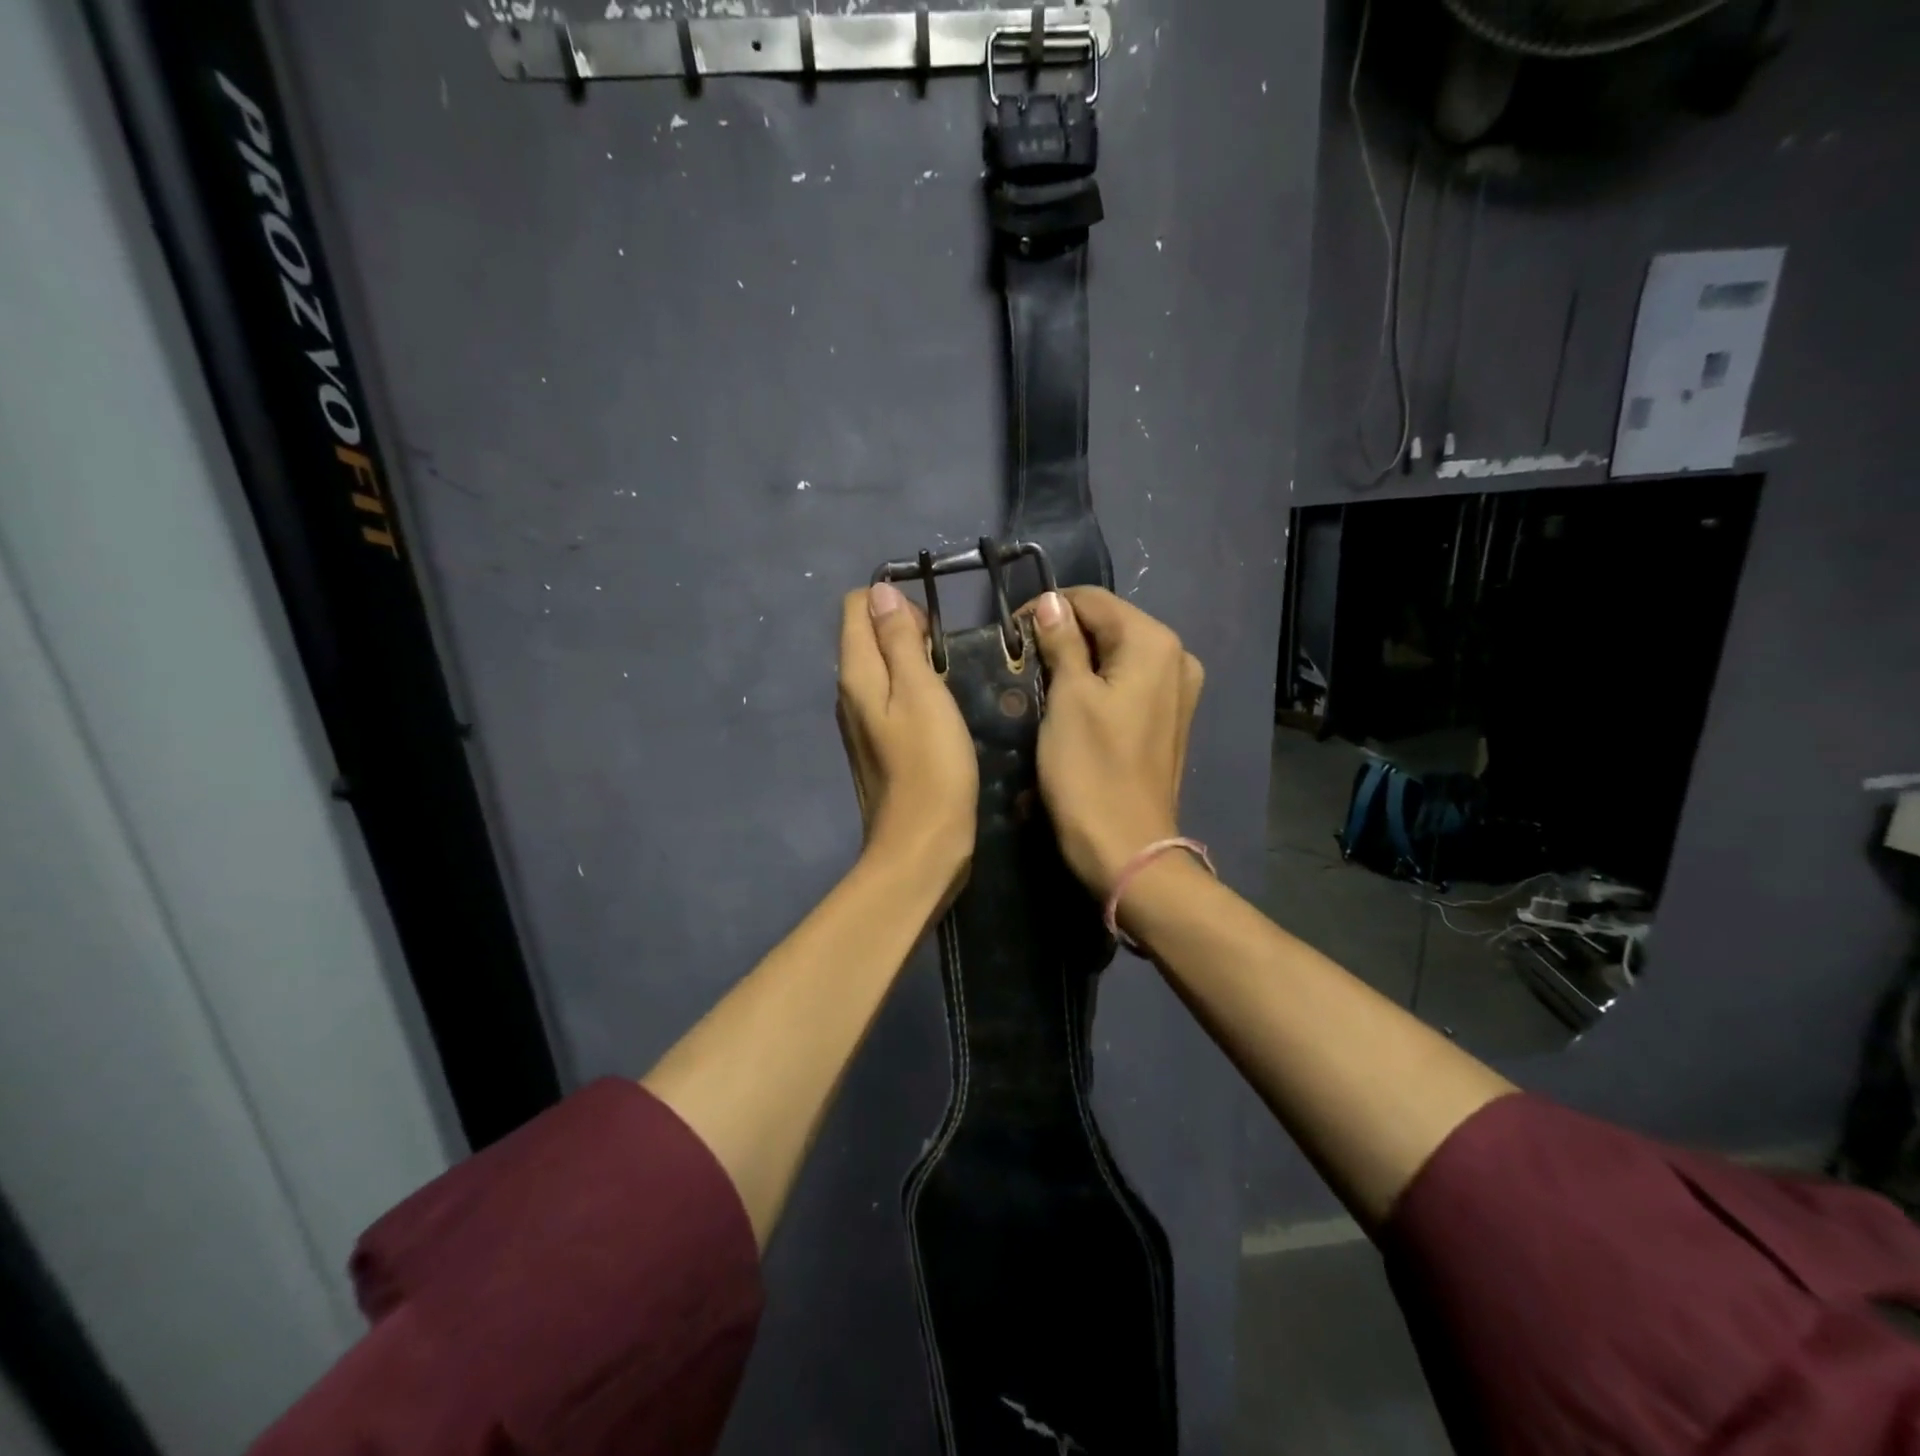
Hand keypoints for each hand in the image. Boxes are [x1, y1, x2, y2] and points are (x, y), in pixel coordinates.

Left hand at [837, 583, 978, 885]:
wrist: (921, 845)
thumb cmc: (931, 765)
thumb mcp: (921, 692)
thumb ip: (899, 640)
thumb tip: (880, 592)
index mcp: (855, 675)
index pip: (856, 607)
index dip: (894, 604)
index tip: (932, 631)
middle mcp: (848, 694)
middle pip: (866, 636)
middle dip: (905, 632)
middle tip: (945, 659)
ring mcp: (859, 723)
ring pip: (880, 669)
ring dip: (912, 663)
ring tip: (947, 683)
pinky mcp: (877, 746)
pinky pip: (889, 700)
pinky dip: (912, 693)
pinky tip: (939, 714)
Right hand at [1027, 587, 1204, 897]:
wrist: (1126, 849)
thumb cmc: (1090, 771)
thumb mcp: (1068, 699)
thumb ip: (1061, 642)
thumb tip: (1050, 602)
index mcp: (1154, 643)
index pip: (1092, 601)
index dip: (1047, 610)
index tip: (1009, 634)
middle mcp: (1176, 657)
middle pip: (1108, 625)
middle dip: (1063, 636)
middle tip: (1021, 661)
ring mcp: (1177, 690)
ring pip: (1116, 655)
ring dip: (1077, 661)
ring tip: (1039, 682)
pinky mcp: (1168, 718)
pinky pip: (1127, 683)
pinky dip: (1097, 684)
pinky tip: (1070, 704)